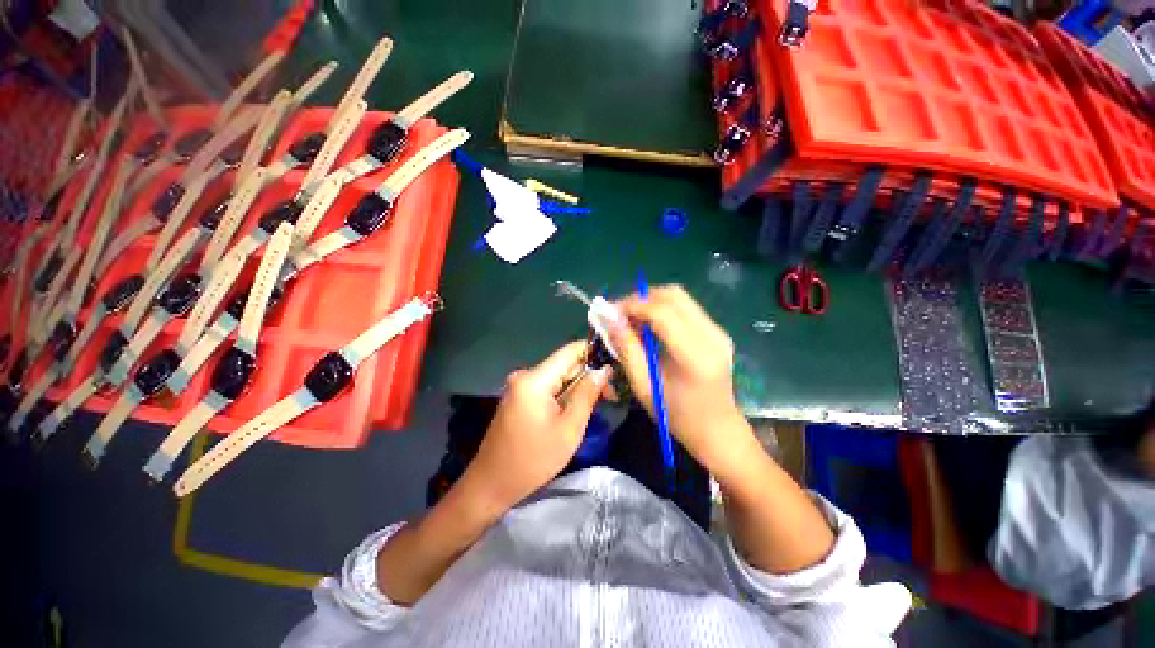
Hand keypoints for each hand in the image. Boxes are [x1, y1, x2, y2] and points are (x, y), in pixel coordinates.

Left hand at [463, 341, 611, 509]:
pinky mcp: (520, 396)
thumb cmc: (533, 460)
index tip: (615, 366)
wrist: (491, 485)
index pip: (571, 351)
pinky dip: (565, 395)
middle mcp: (525, 375)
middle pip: (565, 364)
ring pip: (558, 377)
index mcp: (535, 379)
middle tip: (611, 395)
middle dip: (589, 376)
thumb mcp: (569, 429)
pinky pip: (548, 387)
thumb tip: (604, 370)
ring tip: (599, 403)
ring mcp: (520, 386)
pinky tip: (577, 408)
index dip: (595, 353)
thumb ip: (587, 394)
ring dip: (579, 387)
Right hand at [610, 285, 753, 477]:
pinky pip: (685, 308)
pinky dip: (661, 309)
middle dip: (640, 298)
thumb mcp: (644, 386)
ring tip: (630, 318)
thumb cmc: (676, 415)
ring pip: (679, 298)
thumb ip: (626, 349)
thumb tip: (609, 319)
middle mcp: (712, 336)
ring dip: (650, 302)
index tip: (609, 312)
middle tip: (618, 313)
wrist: (717, 429)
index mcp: (696, 355)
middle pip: (673, 295)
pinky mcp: (716, 331)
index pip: (662, 312)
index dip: (632, 305)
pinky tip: (647, 325)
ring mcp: (718, 331)